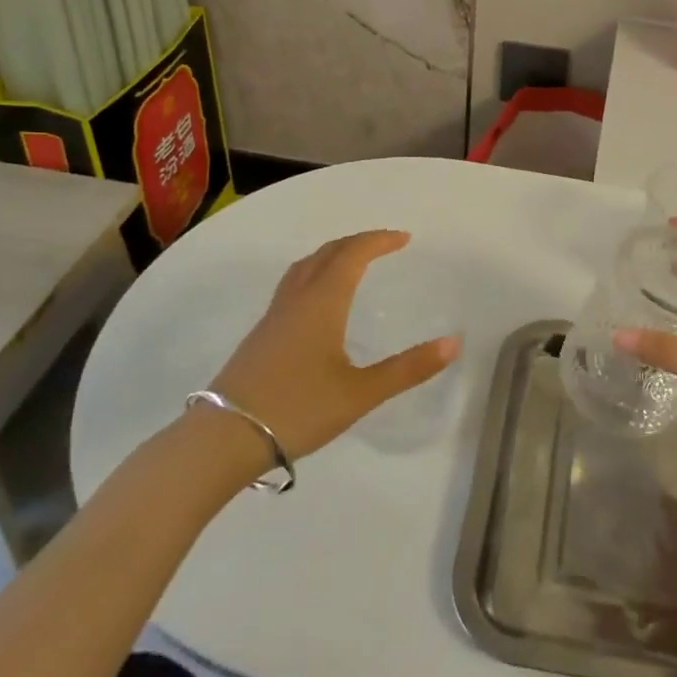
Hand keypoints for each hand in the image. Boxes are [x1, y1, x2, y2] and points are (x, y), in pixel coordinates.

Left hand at [208, 230, 459, 459]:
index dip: (379, 240)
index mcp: (323, 302)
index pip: (353, 254)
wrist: (223, 438)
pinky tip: (318, 302)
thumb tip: (453, 343)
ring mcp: (273, 316)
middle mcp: (296, 299)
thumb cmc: (297, 409)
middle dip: (357, 242)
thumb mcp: (360, 393)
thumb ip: (408, 368)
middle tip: (384, 244)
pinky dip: (315, 274)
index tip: (404, 238)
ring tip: (352, 262)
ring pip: (304, 267)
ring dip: (332, 255)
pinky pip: (292, 285)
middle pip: (327, 253)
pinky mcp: (260, 335)